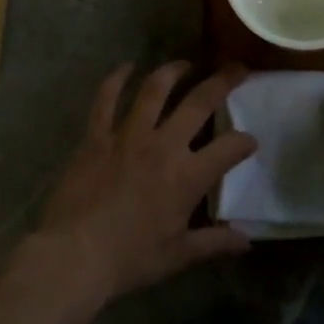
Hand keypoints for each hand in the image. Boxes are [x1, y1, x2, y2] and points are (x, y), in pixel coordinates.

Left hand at [35, 62, 257, 308]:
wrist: (74, 256)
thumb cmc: (129, 259)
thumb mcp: (177, 255)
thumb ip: (214, 242)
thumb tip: (246, 241)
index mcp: (187, 176)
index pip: (229, 148)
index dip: (245, 142)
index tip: (250, 141)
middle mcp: (162, 145)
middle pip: (199, 102)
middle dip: (223, 82)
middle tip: (236, 68)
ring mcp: (127, 135)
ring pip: (155, 89)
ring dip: (173, 71)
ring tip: (185, 64)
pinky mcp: (97, 136)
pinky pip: (106, 98)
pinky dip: (116, 79)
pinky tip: (126, 67)